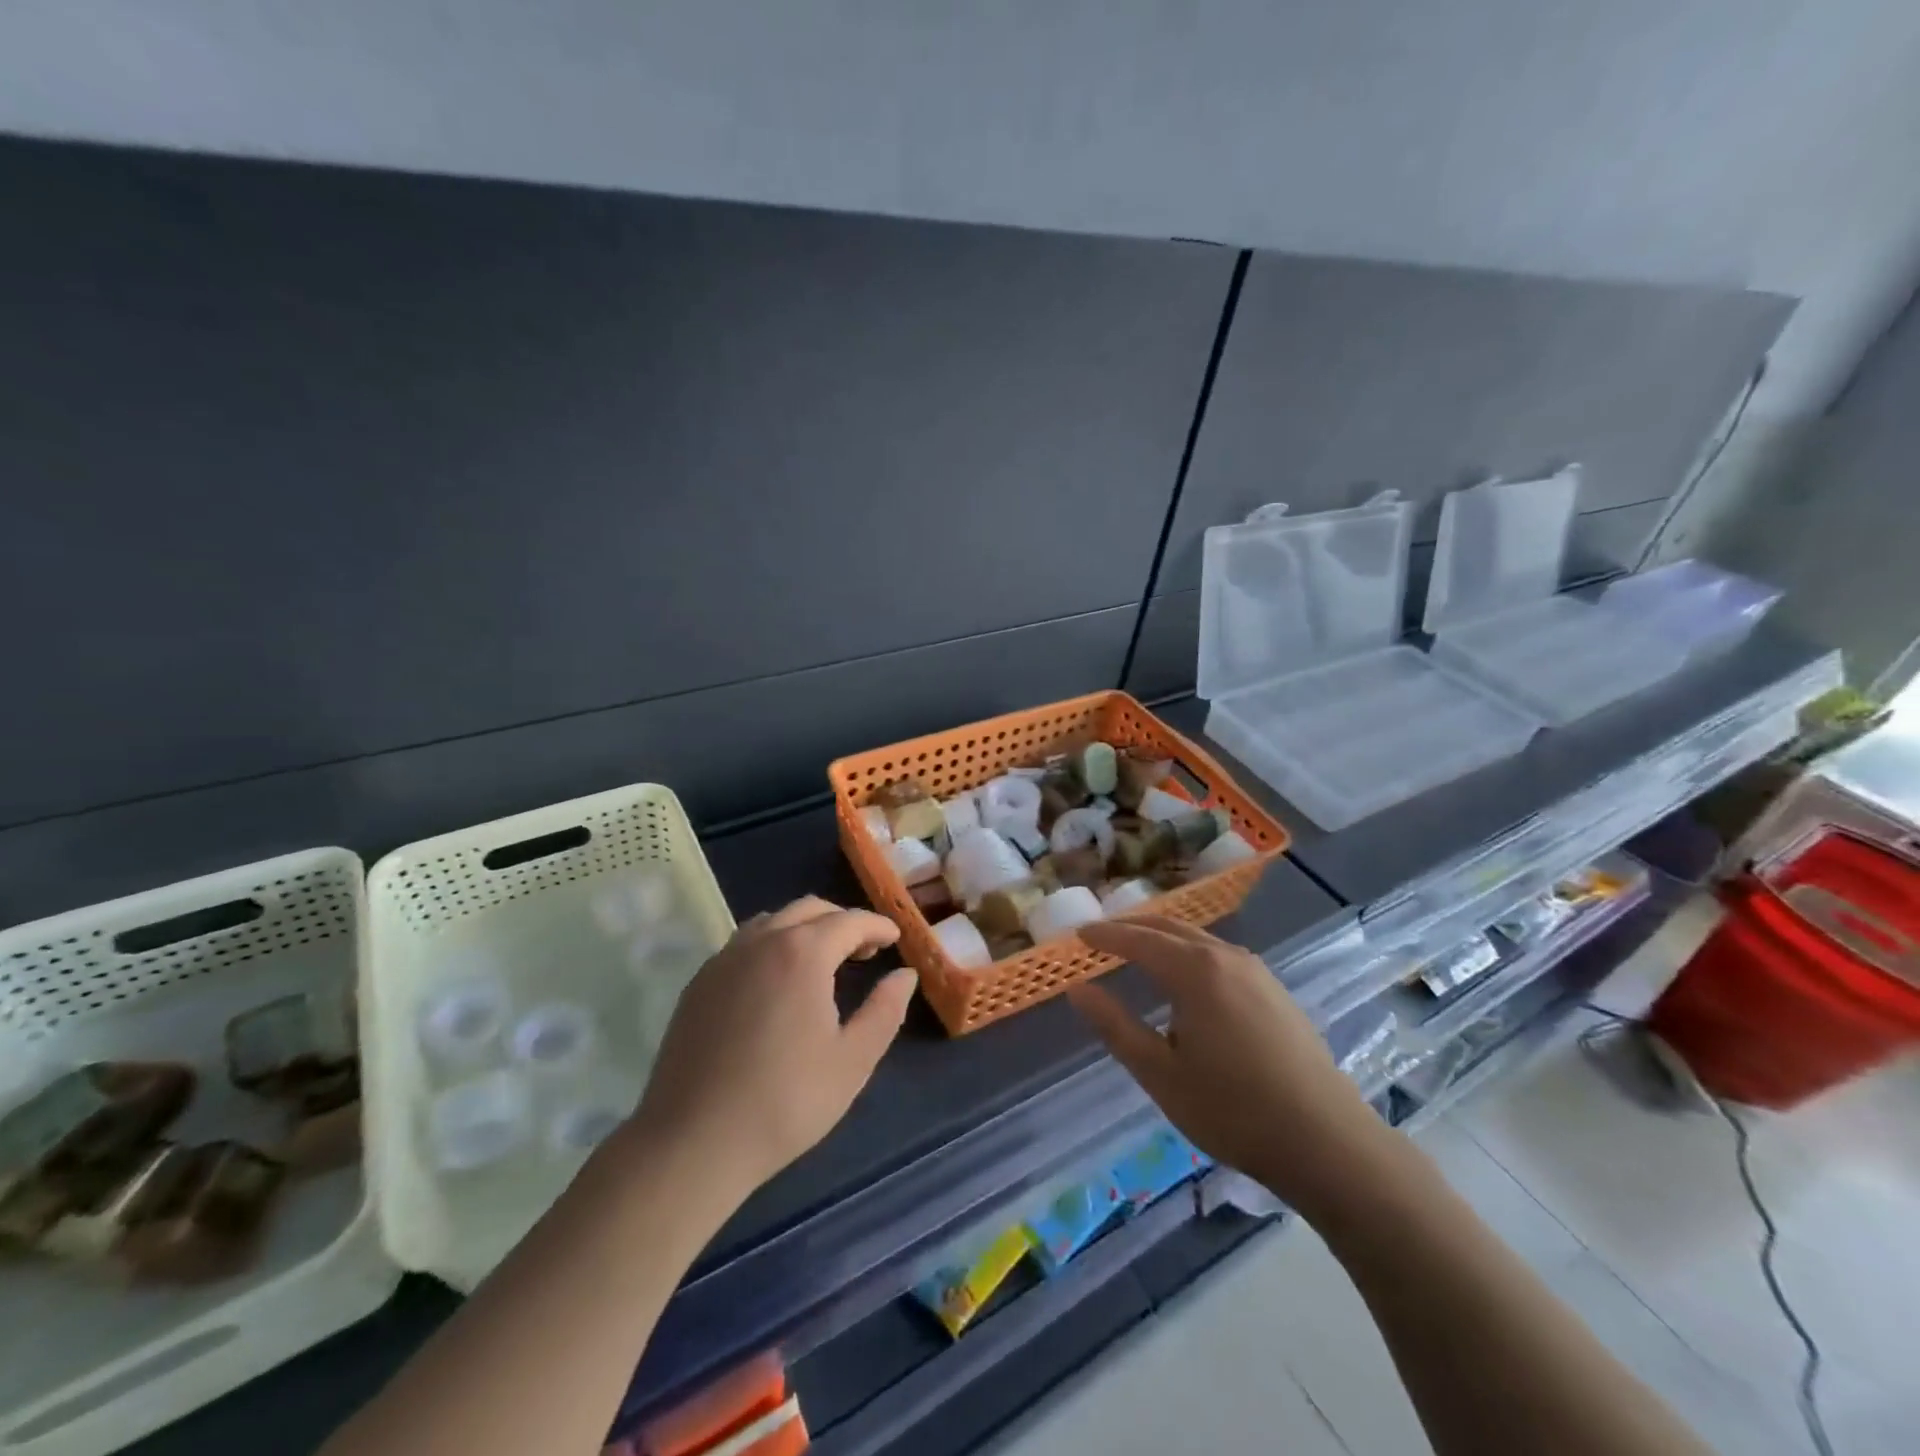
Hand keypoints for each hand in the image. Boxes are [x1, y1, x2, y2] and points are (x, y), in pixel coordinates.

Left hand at [621, 898, 915, 1204]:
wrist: (693, 1142)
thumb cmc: (786, 1101)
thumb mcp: (853, 1060)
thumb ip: (885, 1010)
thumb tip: (904, 975)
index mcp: (802, 953)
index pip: (849, 920)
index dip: (877, 926)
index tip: (895, 939)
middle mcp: (761, 941)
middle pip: (809, 909)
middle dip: (842, 922)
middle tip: (863, 952)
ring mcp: (724, 959)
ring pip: (773, 921)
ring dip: (805, 928)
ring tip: (821, 962)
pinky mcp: (699, 983)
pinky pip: (744, 944)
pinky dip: (771, 945)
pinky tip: (776, 982)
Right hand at [1070, 915, 1399, 1218]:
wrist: (1327, 1142)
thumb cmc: (1232, 1110)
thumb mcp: (1160, 1073)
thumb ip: (1115, 1026)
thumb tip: (1078, 990)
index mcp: (1194, 972)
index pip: (1138, 940)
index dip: (1105, 936)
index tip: (1079, 935)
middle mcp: (1225, 957)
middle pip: (1169, 928)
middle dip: (1132, 927)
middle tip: (1102, 935)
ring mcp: (1256, 971)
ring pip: (1198, 939)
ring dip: (1163, 937)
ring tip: (1138, 949)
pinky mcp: (1275, 990)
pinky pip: (1220, 954)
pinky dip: (1189, 951)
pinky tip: (1187, 975)